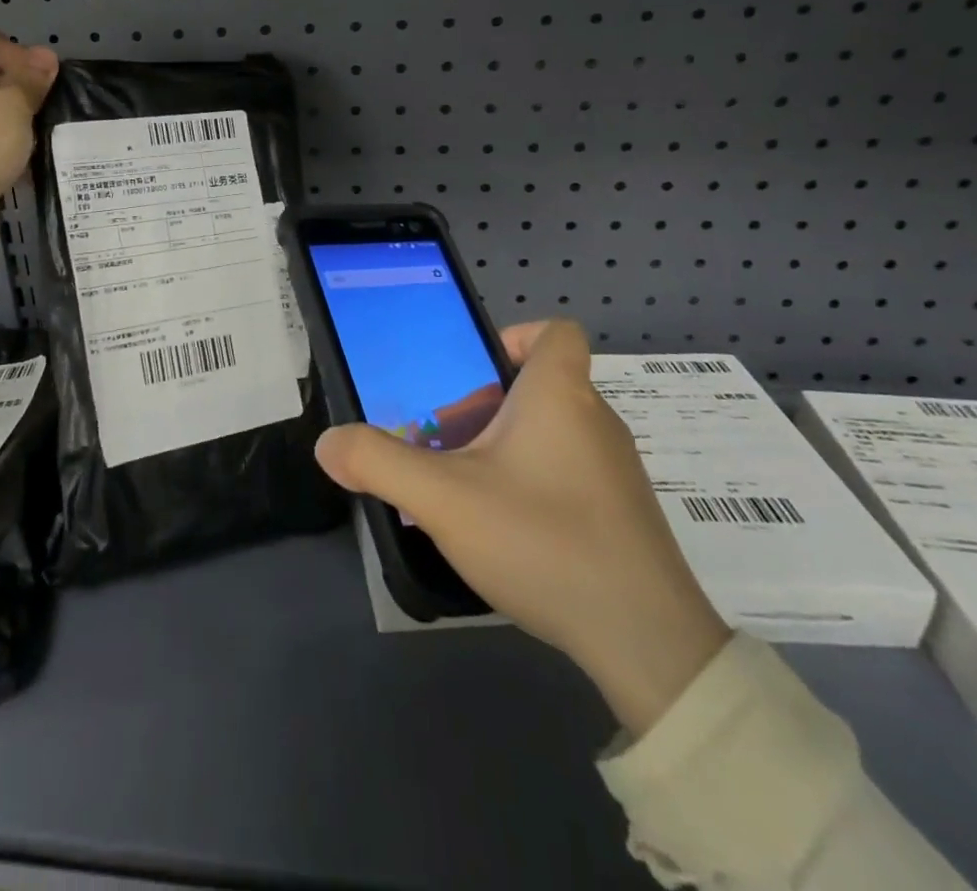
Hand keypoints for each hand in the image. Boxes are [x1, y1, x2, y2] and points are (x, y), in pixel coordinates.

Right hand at [315, 320, 729, 735]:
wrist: (648, 644)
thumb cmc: (543, 540)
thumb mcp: (443, 499)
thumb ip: (377, 462)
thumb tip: (328, 443)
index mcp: (560, 395)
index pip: (555, 332)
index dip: (513, 337)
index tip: (472, 374)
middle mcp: (596, 420)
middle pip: (537, 385)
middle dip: (483, 405)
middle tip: (443, 441)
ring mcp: (615, 470)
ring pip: (550, 432)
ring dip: (503, 446)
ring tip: (464, 489)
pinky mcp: (623, 514)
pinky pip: (568, 471)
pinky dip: (531, 480)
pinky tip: (505, 530)